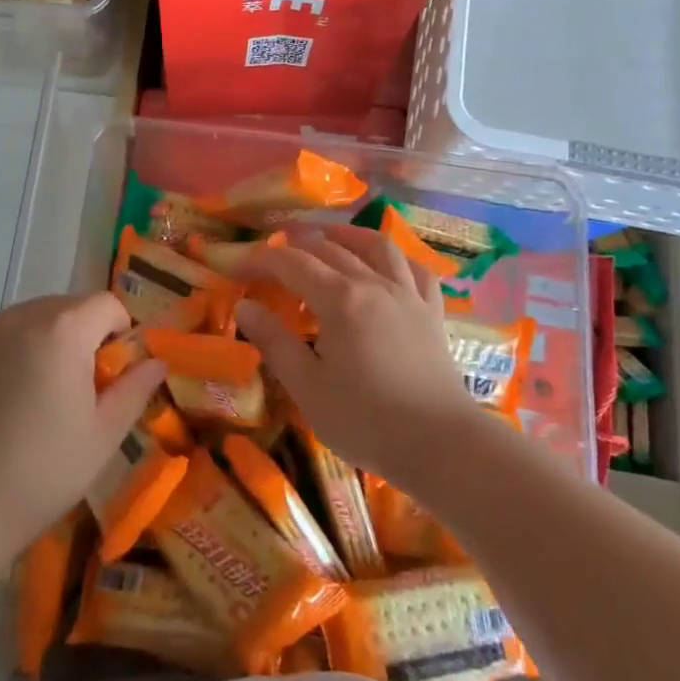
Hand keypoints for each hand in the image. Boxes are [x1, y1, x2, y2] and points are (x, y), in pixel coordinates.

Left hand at [0, 293, 165, 559]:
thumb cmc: (42, 471)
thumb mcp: (103, 435)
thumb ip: (135, 389)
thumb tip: (156, 362)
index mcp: (64, 329)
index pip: (106, 304)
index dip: (119, 334)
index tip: (110, 376)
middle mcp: (21, 317)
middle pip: (67, 308)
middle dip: (81, 337)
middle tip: (75, 391)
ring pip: (30, 320)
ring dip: (45, 343)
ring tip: (34, 399)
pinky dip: (9, 355)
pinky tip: (0, 403)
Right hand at [237, 226, 478, 489]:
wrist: (442, 444)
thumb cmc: (366, 421)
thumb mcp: (308, 388)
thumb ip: (275, 342)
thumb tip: (246, 306)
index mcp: (339, 299)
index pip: (291, 264)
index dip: (261, 260)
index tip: (237, 267)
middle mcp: (373, 284)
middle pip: (330, 250)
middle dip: (296, 247)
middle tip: (273, 258)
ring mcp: (408, 295)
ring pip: (377, 247)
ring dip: (347, 236)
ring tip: (328, 238)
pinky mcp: (431, 312)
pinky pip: (416, 270)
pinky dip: (396, 258)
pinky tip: (386, 264)